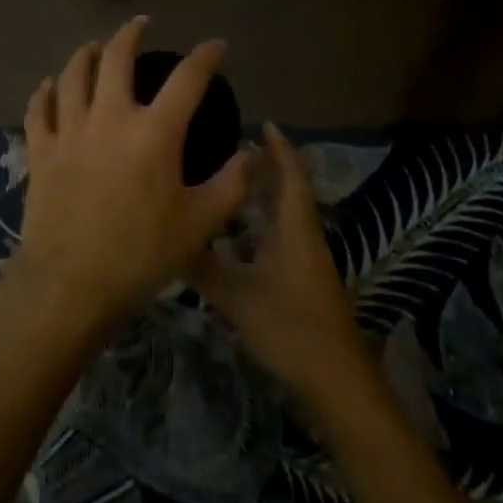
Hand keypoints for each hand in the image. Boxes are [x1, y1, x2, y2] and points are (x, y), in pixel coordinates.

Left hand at [12, 18, 252, 335]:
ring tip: (93, 46)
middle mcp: (110, 118)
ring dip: (85, 54)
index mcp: (154, 132)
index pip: (187, 80)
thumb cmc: (142, 254)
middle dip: (130, 35)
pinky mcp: (41, 150)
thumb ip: (232, 184)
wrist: (71, 282)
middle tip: (140, 24)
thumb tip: (252, 154)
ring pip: (72, 75)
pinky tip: (49, 85)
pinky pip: (39, 109)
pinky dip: (45, 92)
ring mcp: (70, 131)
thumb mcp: (201, 223)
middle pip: (116, 59)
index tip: (216, 46)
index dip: (205, 57)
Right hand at [190, 123, 372, 400]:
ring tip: (228, 182)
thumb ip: (201, 267)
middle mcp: (303, 237)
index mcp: (294, 229)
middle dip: (266, 167)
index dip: (279, 148)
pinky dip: (260, 225)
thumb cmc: (291, 327)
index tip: (263, 123)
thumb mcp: (237, 296)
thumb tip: (166, 239)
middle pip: (288, 191)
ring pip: (283, 216)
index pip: (290, 176)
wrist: (336, 380)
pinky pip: (279, 237)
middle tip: (233, 147)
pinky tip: (235, 235)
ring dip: (262, 196)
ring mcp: (305, 261)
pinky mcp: (302, 281)